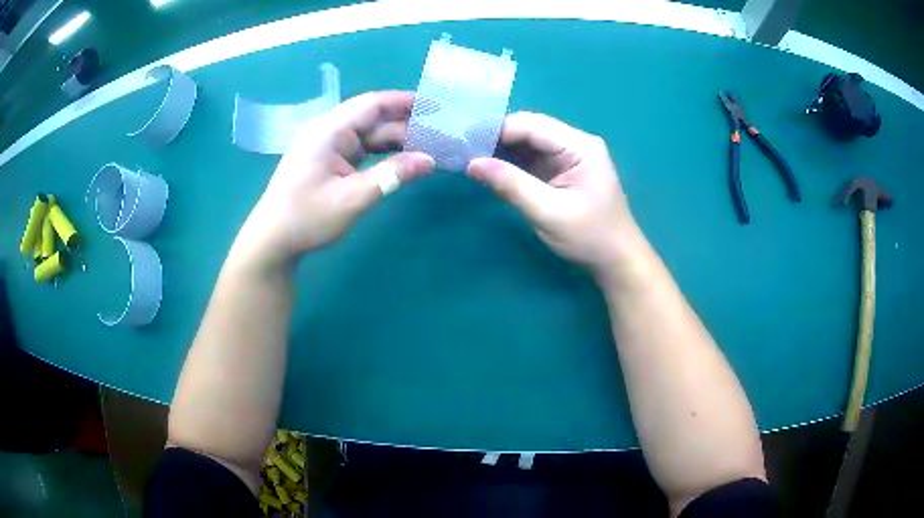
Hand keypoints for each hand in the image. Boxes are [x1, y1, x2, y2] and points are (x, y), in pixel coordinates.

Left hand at [233, 91, 434, 268]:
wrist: (272, 241)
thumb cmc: (308, 217)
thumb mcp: (353, 198)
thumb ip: (392, 175)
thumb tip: (430, 161)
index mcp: (329, 130)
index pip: (372, 104)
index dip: (404, 101)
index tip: (435, 105)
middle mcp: (328, 131)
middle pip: (371, 117)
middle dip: (404, 123)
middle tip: (438, 131)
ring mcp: (326, 146)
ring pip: (367, 134)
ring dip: (395, 139)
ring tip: (427, 145)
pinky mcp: (327, 161)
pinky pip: (359, 148)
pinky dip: (381, 152)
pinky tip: (401, 158)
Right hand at [466, 112, 642, 275]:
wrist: (616, 261)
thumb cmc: (589, 237)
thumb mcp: (548, 212)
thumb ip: (511, 185)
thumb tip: (471, 164)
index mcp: (580, 146)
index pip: (532, 125)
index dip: (496, 130)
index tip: (464, 142)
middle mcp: (575, 143)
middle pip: (529, 130)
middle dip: (496, 139)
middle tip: (463, 150)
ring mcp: (569, 156)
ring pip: (528, 143)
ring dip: (501, 150)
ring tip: (470, 158)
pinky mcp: (562, 170)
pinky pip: (532, 158)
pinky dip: (511, 163)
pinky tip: (490, 169)